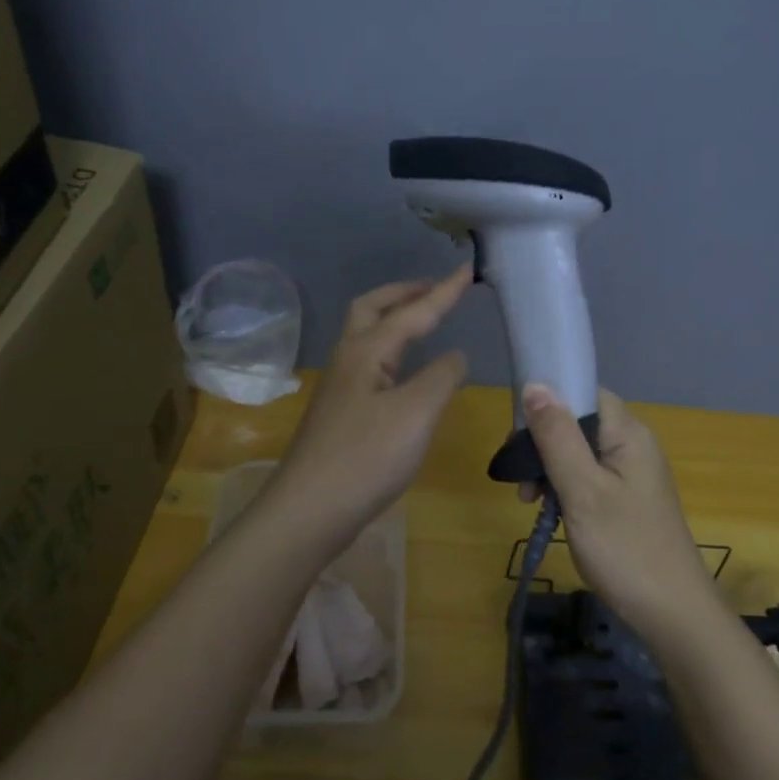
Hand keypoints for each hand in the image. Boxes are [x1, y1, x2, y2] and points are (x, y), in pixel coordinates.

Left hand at [268, 266, 472, 546]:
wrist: (310, 509)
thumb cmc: (366, 457)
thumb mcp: (417, 413)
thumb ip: (441, 376)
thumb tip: (454, 355)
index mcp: (367, 351)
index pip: (412, 312)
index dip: (443, 292)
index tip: (468, 270)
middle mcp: (348, 359)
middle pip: (372, 309)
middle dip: (404, 293)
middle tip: (435, 288)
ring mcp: (339, 386)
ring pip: (365, 335)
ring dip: (393, 317)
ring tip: (422, 319)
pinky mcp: (339, 412)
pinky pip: (367, 362)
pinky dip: (390, 348)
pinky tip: (404, 370)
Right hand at [517, 383, 722, 639]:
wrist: (673, 614)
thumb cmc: (625, 548)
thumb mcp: (582, 490)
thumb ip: (557, 436)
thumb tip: (535, 383)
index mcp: (628, 433)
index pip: (582, 392)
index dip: (547, 403)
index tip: (518, 435)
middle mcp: (633, 444)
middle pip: (577, 421)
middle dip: (542, 443)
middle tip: (522, 482)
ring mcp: (632, 473)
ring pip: (578, 451)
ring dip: (549, 468)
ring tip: (531, 502)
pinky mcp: (627, 498)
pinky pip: (588, 476)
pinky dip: (564, 487)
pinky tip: (550, 511)